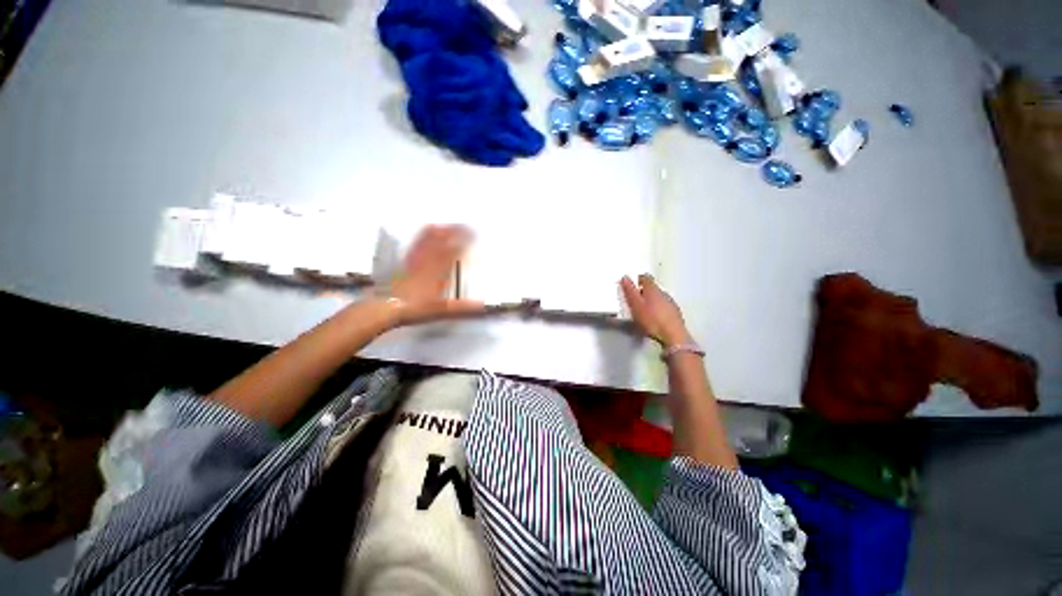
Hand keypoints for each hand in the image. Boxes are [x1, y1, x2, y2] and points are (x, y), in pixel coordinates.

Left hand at [386, 225, 483, 325]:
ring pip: (429, 239)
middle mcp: (428, 261)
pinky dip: (425, 235)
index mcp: (438, 271)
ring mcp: (416, 259)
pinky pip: (417, 243)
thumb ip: (463, 306)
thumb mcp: (443, 309)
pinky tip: (427, 232)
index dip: (465, 241)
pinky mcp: (407, 260)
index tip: (474, 235)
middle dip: (455, 231)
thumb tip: (481, 305)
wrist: (389, 306)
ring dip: (441, 230)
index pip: (454, 251)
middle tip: (464, 226)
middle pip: (442, 240)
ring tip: (448, 225)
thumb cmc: (417, 307)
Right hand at [620, 274, 692, 347]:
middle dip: (644, 291)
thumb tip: (625, 277)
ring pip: (659, 297)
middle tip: (635, 299)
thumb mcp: (635, 305)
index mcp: (652, 289)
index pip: (645, 277)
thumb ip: (629, 291)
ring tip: (644, 310)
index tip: (632, 284)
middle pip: (652, 287)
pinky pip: (665, 307)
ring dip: (652, 301)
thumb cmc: (651, 320)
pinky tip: (654, 318)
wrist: (673, 336)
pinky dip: (659, 309)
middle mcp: (663, 293)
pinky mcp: (676, 313)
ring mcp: (671, 303)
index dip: (638, 279)